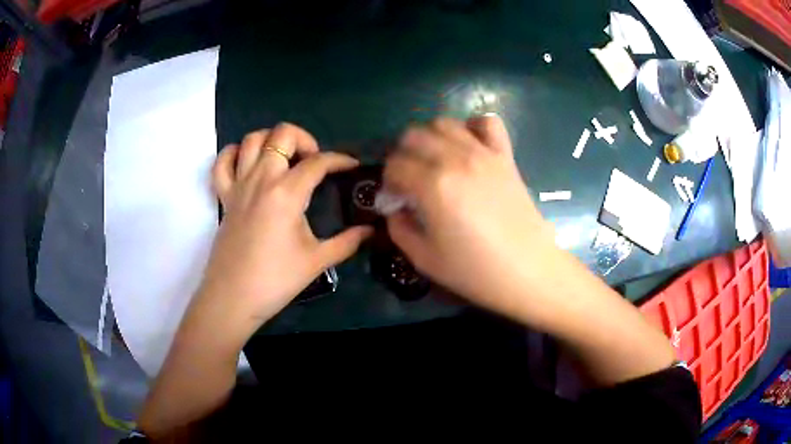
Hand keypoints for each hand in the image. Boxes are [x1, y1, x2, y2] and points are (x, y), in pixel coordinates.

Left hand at [198, 123, 371, 338]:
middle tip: (313, 162)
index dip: (340, 159)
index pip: (318, 162)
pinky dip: (234, 153)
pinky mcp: (224, 196)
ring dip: (271, 140)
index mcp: (286, 193)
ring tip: (284, 158)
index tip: (351, 166)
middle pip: (282, 134)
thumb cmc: (275, 280)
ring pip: (252, 139)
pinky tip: (247, 163)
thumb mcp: (317, 261)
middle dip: (304, 139)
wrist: (233, 298)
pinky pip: (222, 162)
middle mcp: (261, 179)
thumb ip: (347, 242)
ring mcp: (239, 185)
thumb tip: (370, 231)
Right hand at [383, 115, 556, 317]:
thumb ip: (399, 228)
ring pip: (444, 123)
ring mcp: (483, 153)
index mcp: (433, 185)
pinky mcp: (504, 156)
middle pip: (413, 135)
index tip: (395, 198)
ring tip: (434, 161)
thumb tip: (395, 209)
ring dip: (430, 138)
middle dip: (403, 155)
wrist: (527, 270)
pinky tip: (468, 146)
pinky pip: (487, 123)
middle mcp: (455, 159)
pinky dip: (472, 127)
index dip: (388, 181)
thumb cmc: (475, 270)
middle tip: (409, 179)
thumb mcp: (424, 258)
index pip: (395, 165)